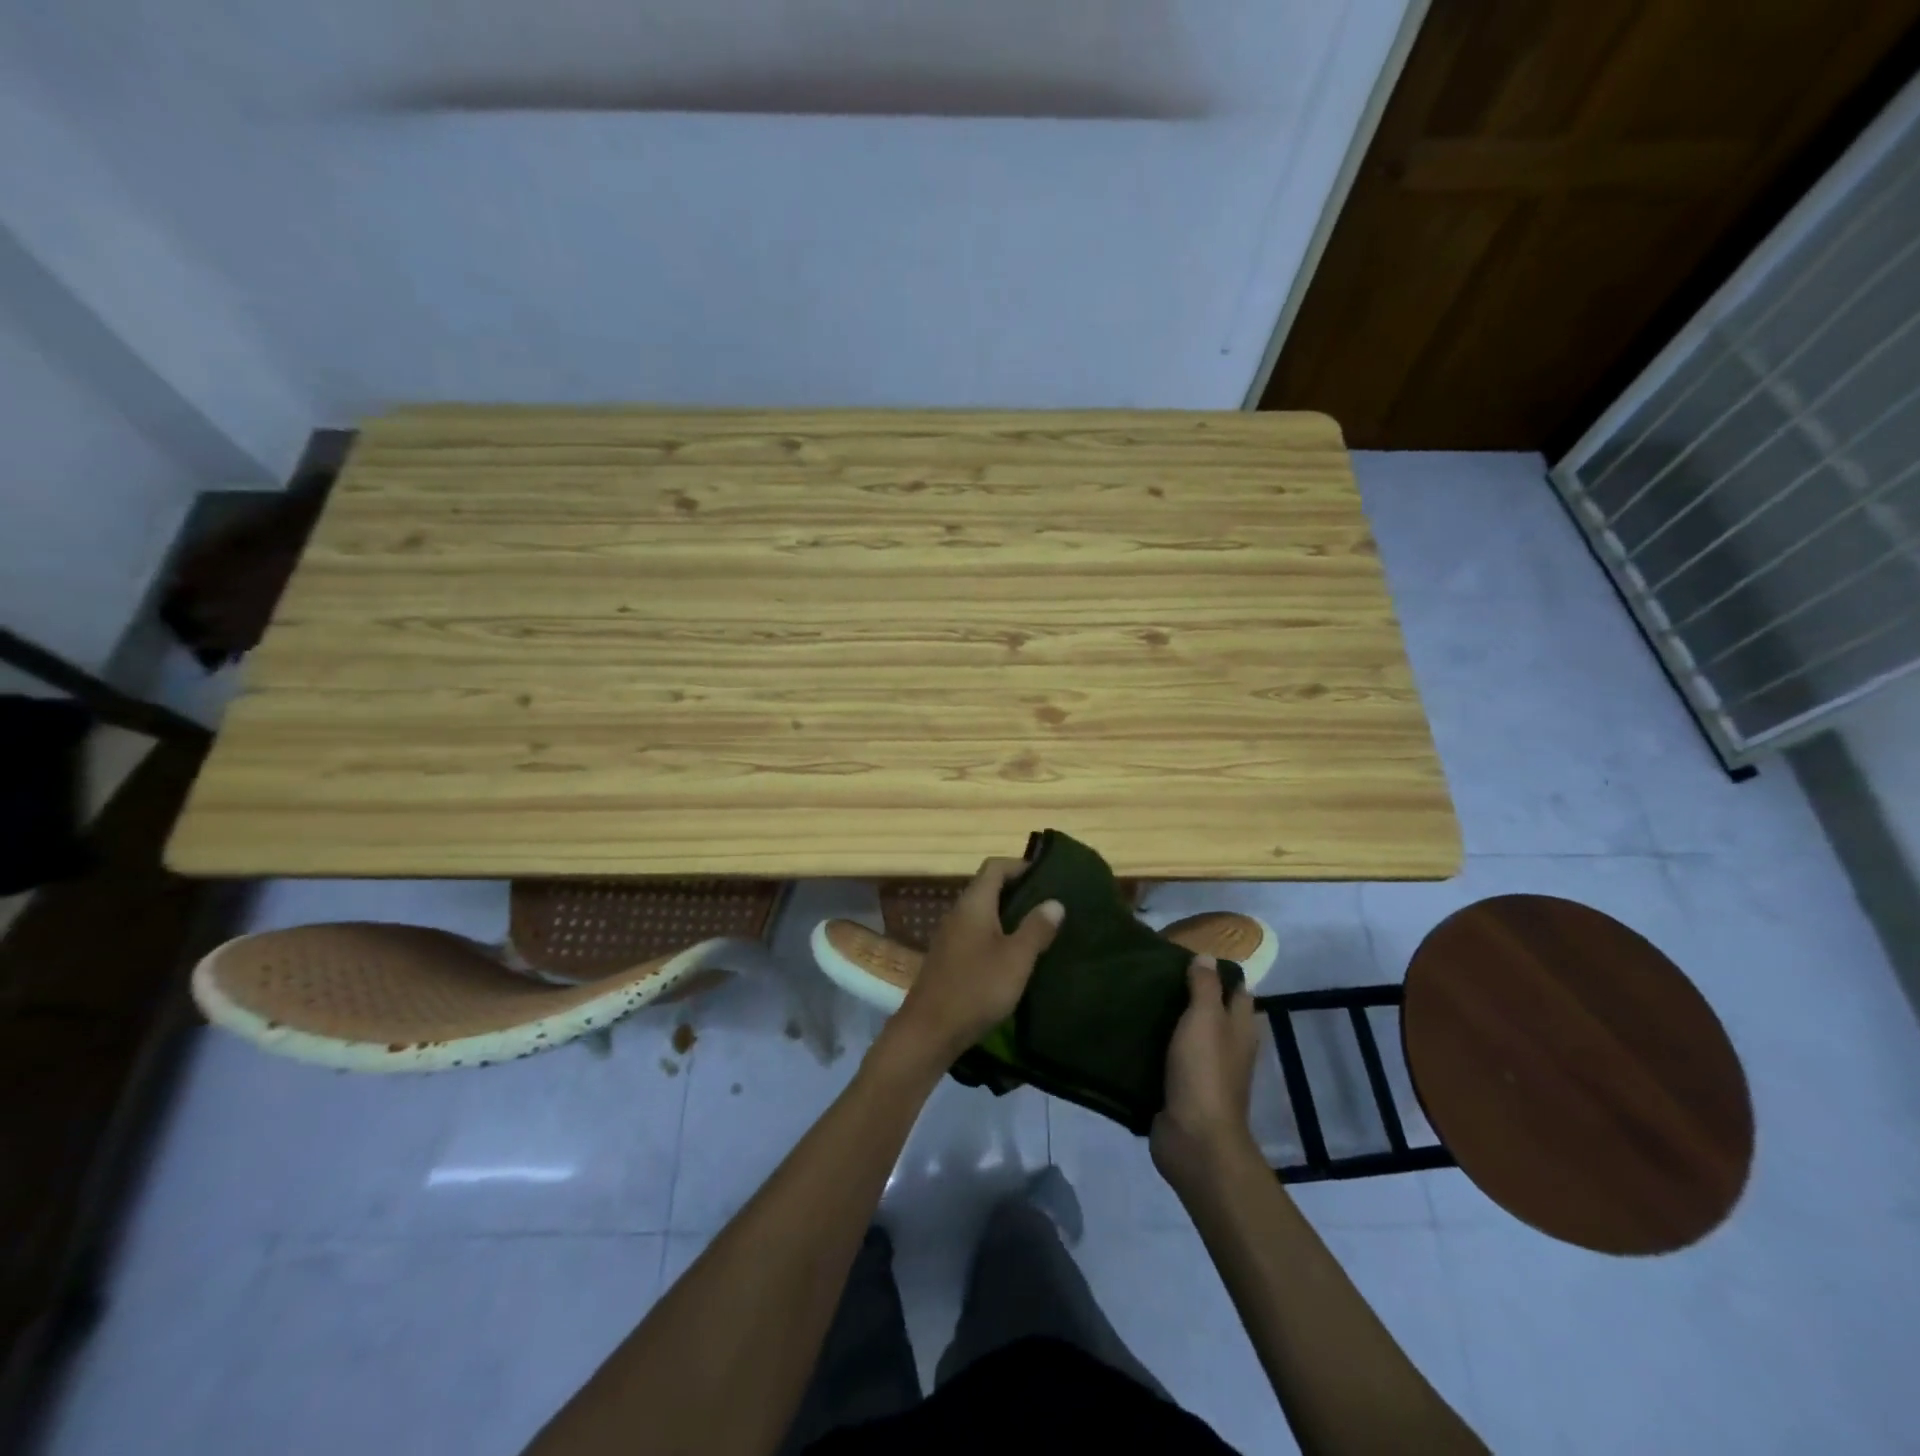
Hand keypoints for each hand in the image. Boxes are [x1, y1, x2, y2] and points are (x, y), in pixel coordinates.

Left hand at [886, 857, 1063, 1065]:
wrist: (929, 1031)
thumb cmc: (976, 988)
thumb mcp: (1016, 959)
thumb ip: (1036, 928)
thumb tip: (1055, 901)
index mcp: (974, 904)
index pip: (995, 867)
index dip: (1020, 866)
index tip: (1048, 877)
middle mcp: (958, 913)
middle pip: (988, 888)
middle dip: (1018, 892)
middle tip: (1050, 904)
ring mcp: (950, 936)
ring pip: (983, 914)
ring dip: (1008, 916)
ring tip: (1038, 929)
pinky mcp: (948, 959)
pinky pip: (976, 935)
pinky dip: (997, 936)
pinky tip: (1014, 957)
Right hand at [1151, 956, 1260, 1193]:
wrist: (1194, 1139)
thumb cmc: (1205, 1072)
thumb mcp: (1205, 1019)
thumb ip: (1205, 987)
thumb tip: (1206, 957)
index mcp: (1241, 1029)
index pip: (1237, 991)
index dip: (1219, 971)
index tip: (1187, 953)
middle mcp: (1228, 1048)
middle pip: (1213, 1012)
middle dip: (1190, 992)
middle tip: (1156, 970)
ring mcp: (1206, 1071)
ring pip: (1190, 1034)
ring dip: (1171, 1018)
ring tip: (1140, 994)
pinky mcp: (1182, 1089)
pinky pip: (1170, 1058)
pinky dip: (1157, 1044)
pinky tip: (1134, 1030)